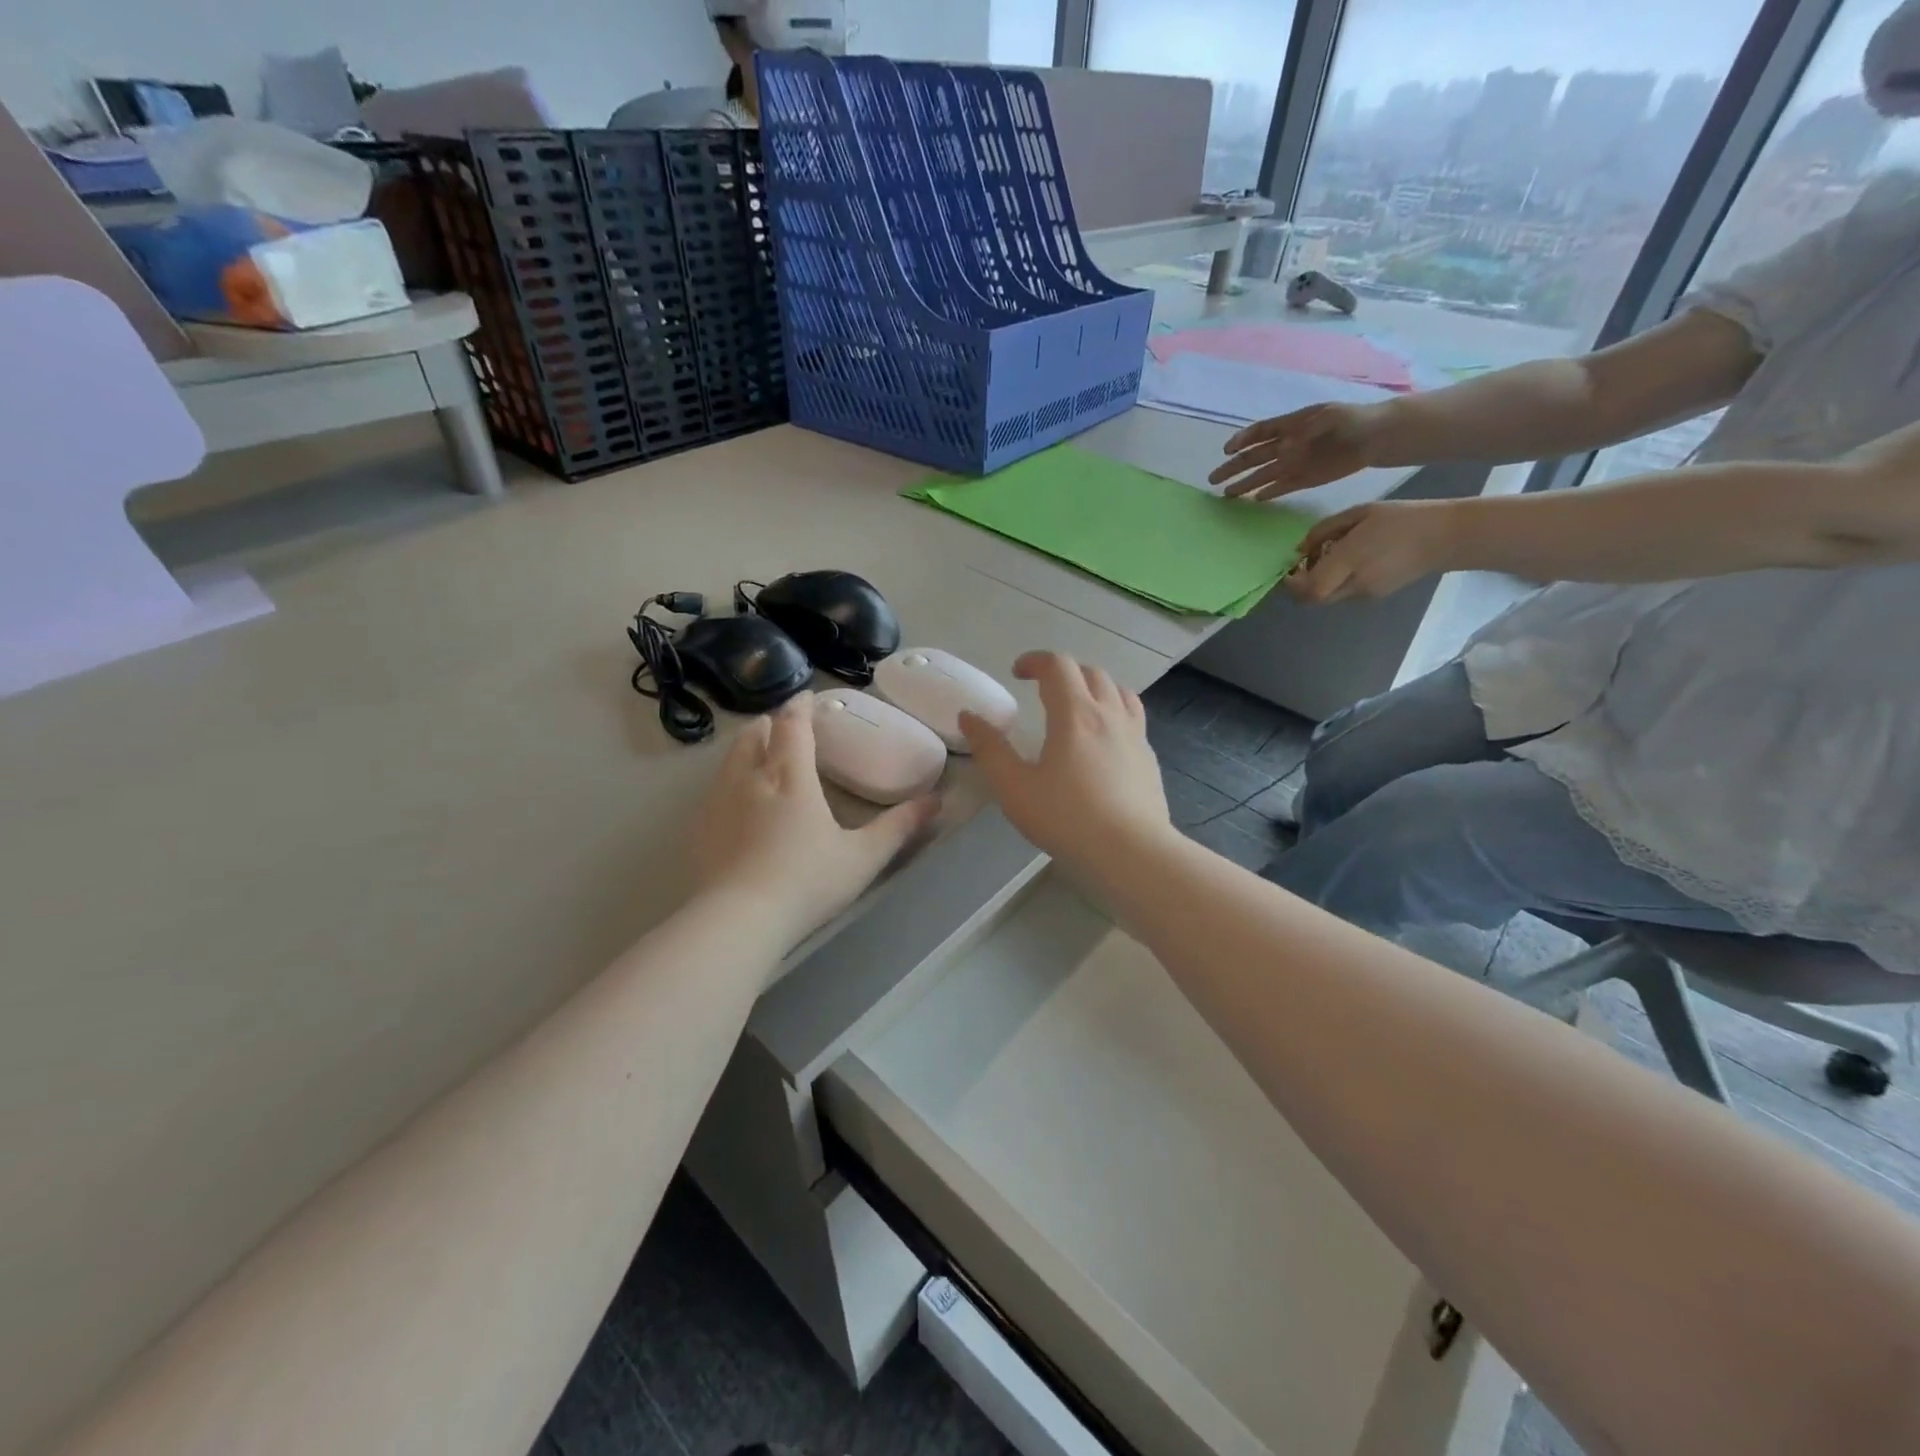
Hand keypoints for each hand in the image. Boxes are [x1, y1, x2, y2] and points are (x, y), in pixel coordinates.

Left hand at [693, 694, 939, 945]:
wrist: (737, 920)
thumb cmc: (807, 883)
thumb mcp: (863, 857)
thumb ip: (899, 827)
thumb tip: (936, 800)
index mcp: (791, 777)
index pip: (793, 726)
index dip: (800, 707)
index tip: (807, 697)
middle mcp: (750, 778)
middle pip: (754, 734)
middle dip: (770, 724)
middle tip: (784, 727)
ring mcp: (718, 802)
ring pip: (730, 758)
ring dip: (747, 748)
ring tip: (760, 756)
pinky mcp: (699, 828)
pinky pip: (713, 788)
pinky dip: (728, 780)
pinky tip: (736, 803)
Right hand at [959, 652, 1170, 867]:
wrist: (1132, 853)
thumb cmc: (1067, 818)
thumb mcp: (1015, 788)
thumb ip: (990, 750)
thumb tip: (969, 717)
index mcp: (1075, 714)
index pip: (1058, 666)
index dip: (1035, 661)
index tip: (1017, 673)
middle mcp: (1110, 714)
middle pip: (1091, 672)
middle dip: (1064, 671)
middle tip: (1043, 689)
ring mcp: (1136, 735)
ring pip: (1119, 691)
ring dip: (1094, 687)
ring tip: (1077, 705)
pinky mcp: (1149, 758)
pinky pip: (1133, 717)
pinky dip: (1114, 712)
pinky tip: (1104, 740)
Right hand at [1209, 402, 1386, 500]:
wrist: (1377, 437)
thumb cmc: (1353, 419)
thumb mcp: (1331, 416)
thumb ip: (1304, 431)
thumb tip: (1282, 450)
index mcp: (1290, 424)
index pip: (1259, 432)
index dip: (1241, 440)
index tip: (1227, 451)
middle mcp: (1287, 445)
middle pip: (1253, 457)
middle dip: (1233, 467)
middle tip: (1213, 479)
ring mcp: (1294, 463)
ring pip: (1263, 475)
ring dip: (1245, 484)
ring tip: (1226, 494)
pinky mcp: (1304, 480)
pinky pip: (1281, 487)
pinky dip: (1269, 493)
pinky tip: (1255, 500)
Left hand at [1285, 500, 1459, 602]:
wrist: (1446, 537)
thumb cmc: (1402, 518)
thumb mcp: (1360, 513)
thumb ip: (1324, 530)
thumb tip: (1299, 549)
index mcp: (1352, 559)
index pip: (1311, 588)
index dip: (1292, 584)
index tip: (1288, 569)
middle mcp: (1356, 582)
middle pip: (1314, 599)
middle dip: (1300, 586)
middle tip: (1301, 567)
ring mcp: (1366, 594)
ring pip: (1327, 598)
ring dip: (1318, 585)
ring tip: (1327, 561)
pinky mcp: (1375, 598)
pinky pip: (1343, 595)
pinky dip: (1335, 584)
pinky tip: (1346, 565)